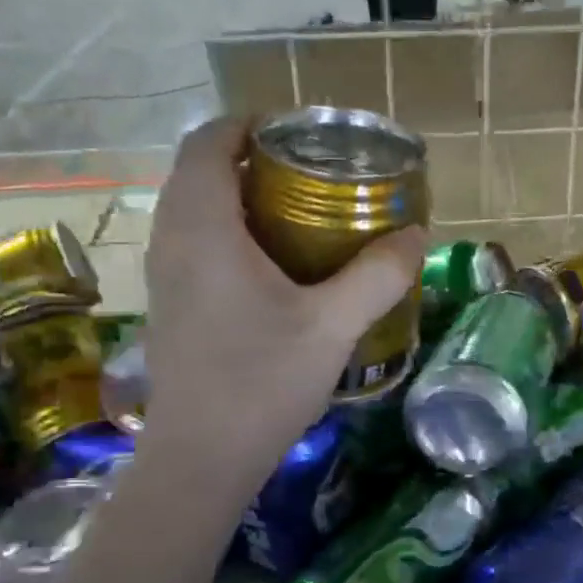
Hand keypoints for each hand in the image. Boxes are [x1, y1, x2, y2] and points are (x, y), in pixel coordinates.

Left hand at [139, 116, 425, 503]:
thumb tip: (418, 235)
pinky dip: (229, 233)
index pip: (208, 142)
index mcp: (204, 227)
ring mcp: (164, 276)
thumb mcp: (333, 326)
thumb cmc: (262, 382)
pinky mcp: (171, 306)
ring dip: (239, 198)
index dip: (247, 124)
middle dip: (250, 160)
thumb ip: (377, 275)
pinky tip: (275, 268)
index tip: (296, 133)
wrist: (202, 458)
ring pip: (194, 209)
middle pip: (199, 171)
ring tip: (298, 214)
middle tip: (310, 174)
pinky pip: (194, 243)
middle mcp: (172, 240)